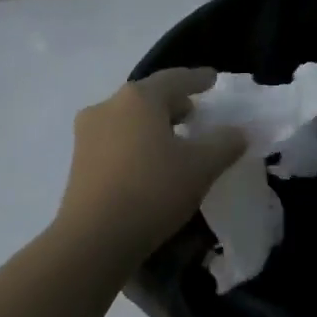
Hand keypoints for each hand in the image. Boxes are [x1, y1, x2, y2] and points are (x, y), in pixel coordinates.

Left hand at [55, 68, 245, 263]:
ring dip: (153, 126)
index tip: (213, 79)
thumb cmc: (153, 190)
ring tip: (175, 143)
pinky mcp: (79, 162)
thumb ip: (225, 144)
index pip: (174, 78)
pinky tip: (151, 165)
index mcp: (139, 99)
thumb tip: (237, 132)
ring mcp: (87, 134)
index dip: (198, 78)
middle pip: (147, 97)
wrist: (94, 238)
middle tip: (196, 116)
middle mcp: (108, 107)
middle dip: (174, 104)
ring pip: (129, 120)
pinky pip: (116, 142)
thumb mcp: (201, 167)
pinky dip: (136, 144)